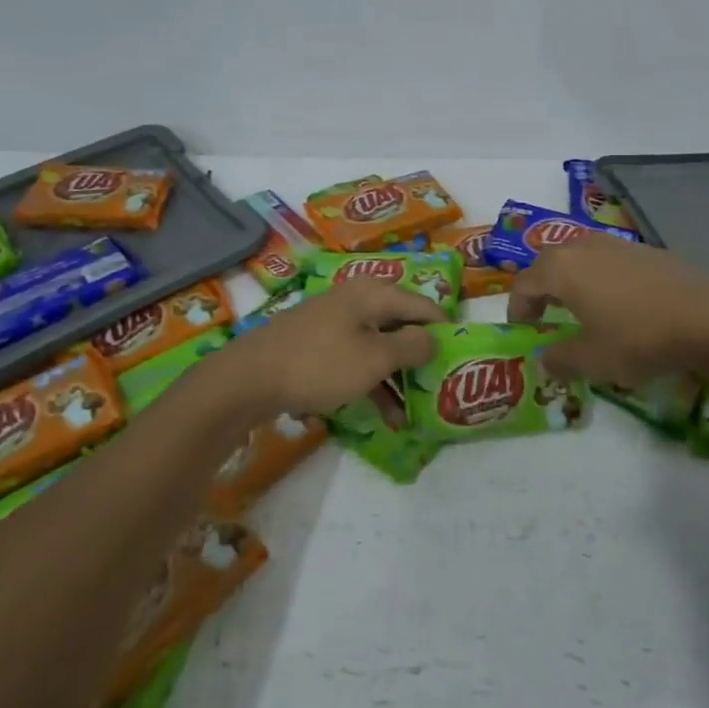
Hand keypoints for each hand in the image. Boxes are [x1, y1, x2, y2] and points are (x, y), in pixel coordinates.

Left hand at [215, 279, 445, 414]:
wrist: (248, 379)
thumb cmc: (320, 364)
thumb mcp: (374, 359)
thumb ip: (411, 346)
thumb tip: (435, 337)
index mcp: (373, 292)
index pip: (423, 305)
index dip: (444, 331)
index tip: (461, 360)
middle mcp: (355, 299)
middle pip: (400, 324)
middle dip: (419, 358)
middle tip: (438, 387)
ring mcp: (333, 321)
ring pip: (377, 346)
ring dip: (395, 378)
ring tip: (411, 414)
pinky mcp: (316, 344)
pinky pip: (354, 359)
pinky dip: (369, 382)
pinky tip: (380, 415)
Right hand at [507, 234, 708, 383]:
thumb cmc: (639, 338)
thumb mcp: (593, 360)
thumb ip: (560, 359)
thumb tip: (545, 360)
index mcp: (561, 268)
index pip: (524, 284)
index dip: (517, 308)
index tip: (523, 331)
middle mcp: (583, 246)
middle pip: (549, 263)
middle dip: (541, 289)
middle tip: (544, 316)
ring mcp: (616, 243)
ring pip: (579, 257)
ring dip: (571, 280)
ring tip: (580, 307)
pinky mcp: (645, 249)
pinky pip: (608, 259)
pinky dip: (600, 277)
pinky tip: (618, 303)